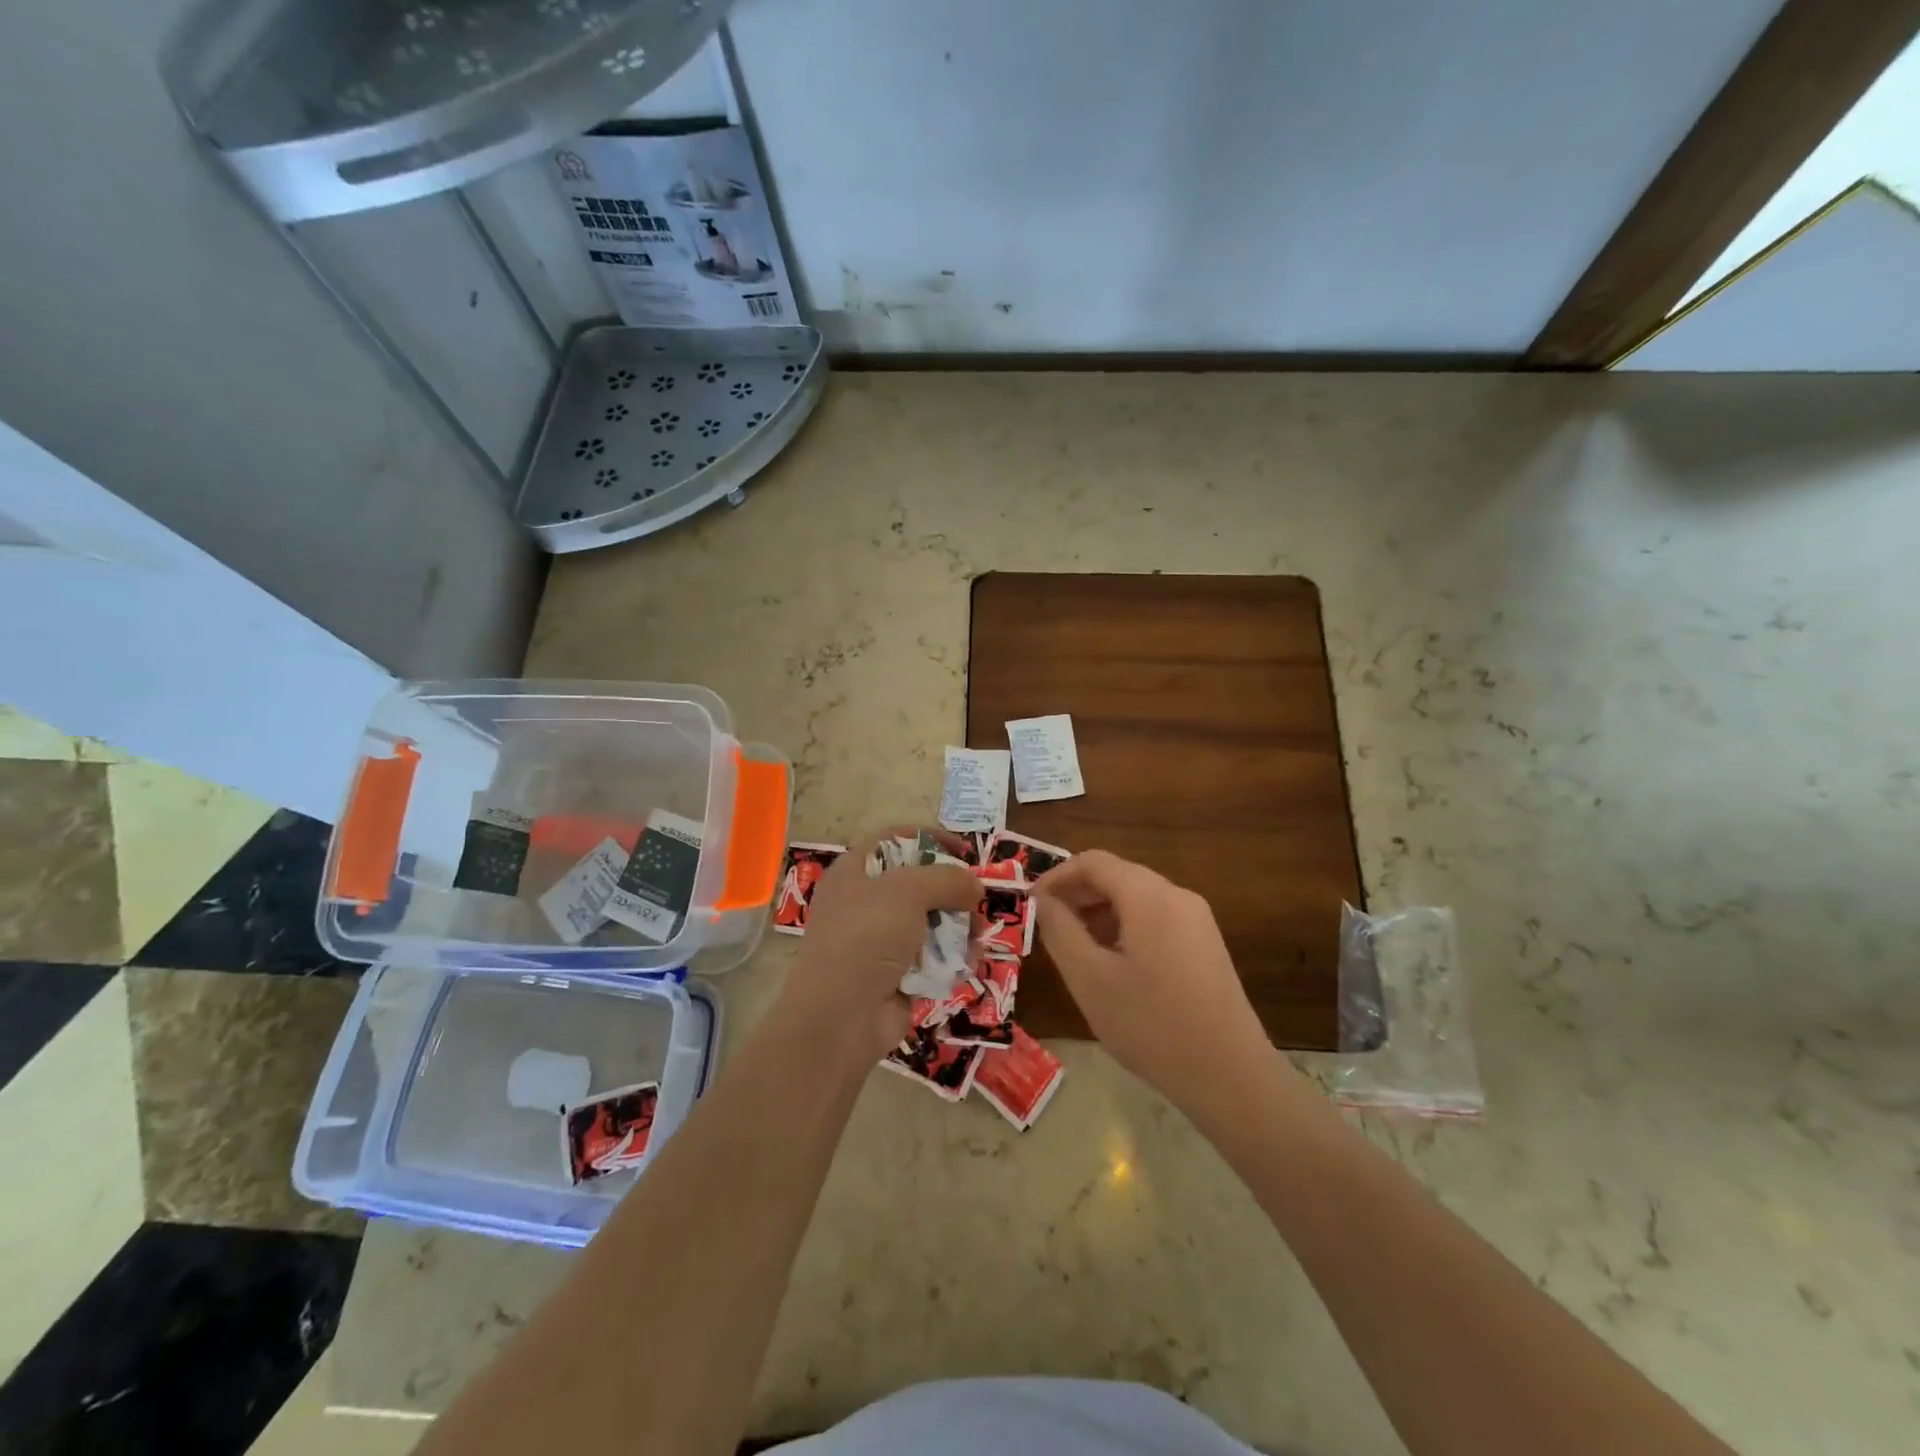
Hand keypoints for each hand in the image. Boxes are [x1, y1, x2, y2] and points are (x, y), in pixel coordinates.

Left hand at [778, 826, 980, 1061]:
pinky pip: (929, 960)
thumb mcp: (909, 891)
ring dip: (958, 929)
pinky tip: (968, 965)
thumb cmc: (867, 936)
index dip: (930, 839)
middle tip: (977, 902)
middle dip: (952, 893)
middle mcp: (863, 903)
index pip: (895, 840)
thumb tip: (975, 887)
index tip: (965, 852)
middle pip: (918, 885)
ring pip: (928, 924)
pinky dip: (950, 960)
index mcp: (854, 872)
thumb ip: (947, 879)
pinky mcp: (892, 977)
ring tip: (979, 938)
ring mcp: (877, 942)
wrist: (840, 1015)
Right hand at [1033, 850, 1272, 1113]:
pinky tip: (1112, 964)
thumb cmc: (1150, 1025)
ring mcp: (1197, 920)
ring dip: (1100, 912)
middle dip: (1077, 894)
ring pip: (1137, 898)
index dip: (1056, 876)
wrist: (1230, 1076)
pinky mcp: (1205, 945)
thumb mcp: (1090, 978)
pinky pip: (1156, 918)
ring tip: (1074, 947)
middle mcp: (1177, 896)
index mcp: (1150, 896)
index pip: (1094, 862)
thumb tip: (1042, 900)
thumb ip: (1060, 931)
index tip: (1030, 903)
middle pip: (1118, 875)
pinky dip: (1125, 927)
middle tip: (1047, 925)